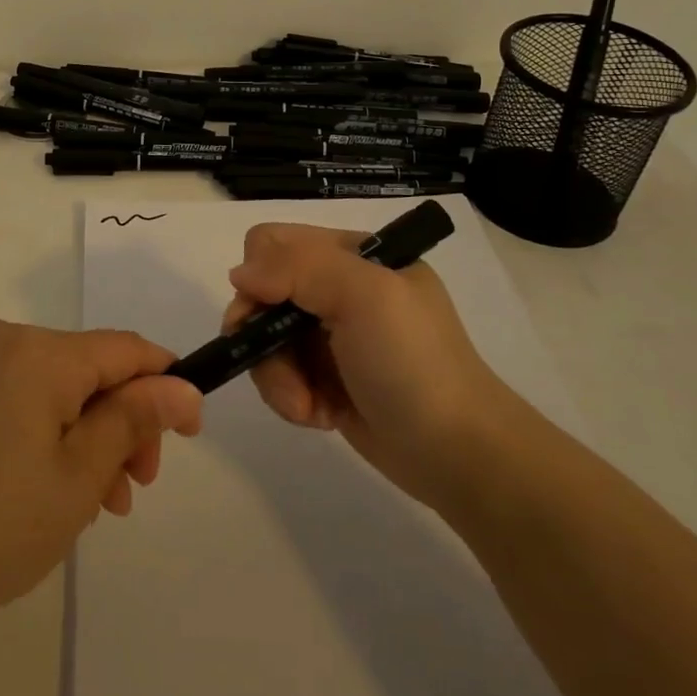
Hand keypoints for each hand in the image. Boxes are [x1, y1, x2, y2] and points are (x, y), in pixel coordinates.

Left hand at [0, 320, 201, 640]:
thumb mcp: (77, 479)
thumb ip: (133, 421)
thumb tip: (182, 386)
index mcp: (40, 352)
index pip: (127, 350)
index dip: (166, 385)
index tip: (190, 435)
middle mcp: (5, 341)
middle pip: (90, 370)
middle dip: (122, 424)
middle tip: (132, 491)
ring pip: (57, 389)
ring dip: (86, 437)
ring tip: (94, 506)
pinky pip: (20, 400)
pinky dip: (47, 436)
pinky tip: (48, 490)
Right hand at [224, 222, 499, 506]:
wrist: (457, 453)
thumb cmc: (413, 363)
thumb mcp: (364, 295)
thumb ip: (298, 268)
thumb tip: (238, 274)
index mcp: (352, 255)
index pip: (274, 242)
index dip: (260, 274)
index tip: (267, 311)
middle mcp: (338, 288)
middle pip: (261, 294)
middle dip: (263, 336)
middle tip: (281, 370)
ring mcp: (331, 336)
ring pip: (264, 340)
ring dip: (277, 376)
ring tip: (307, 408)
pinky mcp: (326, 378)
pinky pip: (281, 376)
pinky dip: (292, 398)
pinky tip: (320, 417)